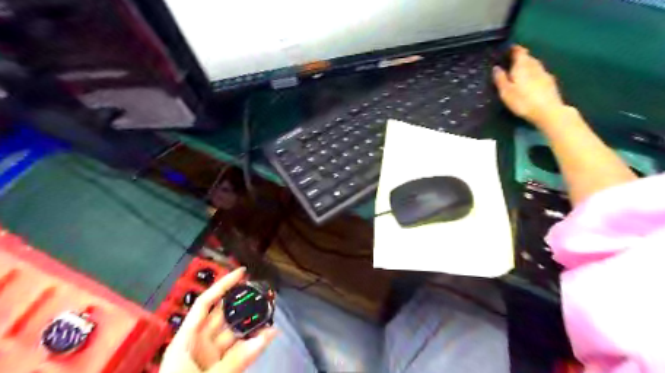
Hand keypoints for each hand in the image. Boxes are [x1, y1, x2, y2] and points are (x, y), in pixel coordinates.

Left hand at [160, 268, 276, 372]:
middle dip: (242, 303)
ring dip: (251, 323)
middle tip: (263, 293)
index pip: (205, 303)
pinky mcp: (219, 368)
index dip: (223, 285)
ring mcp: (209, 356)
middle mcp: (197, 343)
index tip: (242, 272)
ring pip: (233, 333)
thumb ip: (239, 359)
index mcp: (186, 339)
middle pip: (222, 315)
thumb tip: (270, 334)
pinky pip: (238, 351)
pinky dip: (251, 344)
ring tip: (270, 311)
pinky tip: (266, 335)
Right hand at [492, 45, 565, 128]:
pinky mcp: (550, 82)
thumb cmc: (523, 101)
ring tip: (519, 71)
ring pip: (534, 65)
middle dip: (520, 58)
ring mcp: (544, 73)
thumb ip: (500, 78)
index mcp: (523, 65)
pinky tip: (529, 82)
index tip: (508, 49)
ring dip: (527, 66)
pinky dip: (532, 74)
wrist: (548, 111)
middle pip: (528, 57)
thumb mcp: (506, 91)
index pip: (519, 51)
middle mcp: (535, 66)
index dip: (513, 49)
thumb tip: (496, 67)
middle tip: (510, 62)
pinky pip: (539, 73)